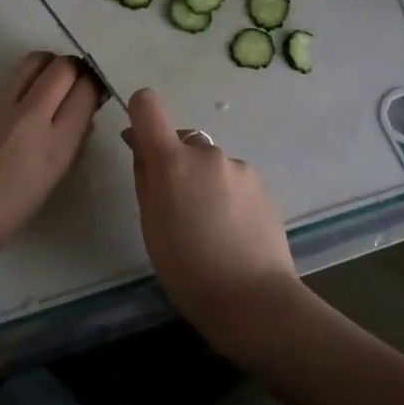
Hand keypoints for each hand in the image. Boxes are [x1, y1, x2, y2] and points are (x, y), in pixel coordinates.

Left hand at [0, 52, 102, 268]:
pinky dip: (21, 83)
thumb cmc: (6, 213)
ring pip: (34, 61)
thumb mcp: (52, 180)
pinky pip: (9, 80)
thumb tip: (82, 114)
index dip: (94, 86)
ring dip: (48, 66)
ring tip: (48, 82)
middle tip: (73, 82)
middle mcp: (31, 116)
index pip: (86, 91)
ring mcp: (0, 105)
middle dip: (74, 69)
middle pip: (63, 67)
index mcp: (56, 144)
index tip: (92, 93)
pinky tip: (16, 106)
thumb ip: (72, 142)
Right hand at [124, 88, 301, 335]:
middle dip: (176, 164)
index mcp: (172, 161)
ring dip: (204, 182)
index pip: (148, 106)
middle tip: (176, 208)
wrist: (252, 298)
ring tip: (209, 228)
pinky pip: (234, 181)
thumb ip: (145, 178)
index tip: (140, 141)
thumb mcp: (151, 225)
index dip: (140, 114)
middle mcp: (208, 153)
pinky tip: (232, 232)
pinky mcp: (263, 185)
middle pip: (183, 142)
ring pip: (211, 164)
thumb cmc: (187, 268)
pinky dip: (227, 196)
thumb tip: (141, 146)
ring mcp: (240, 167)